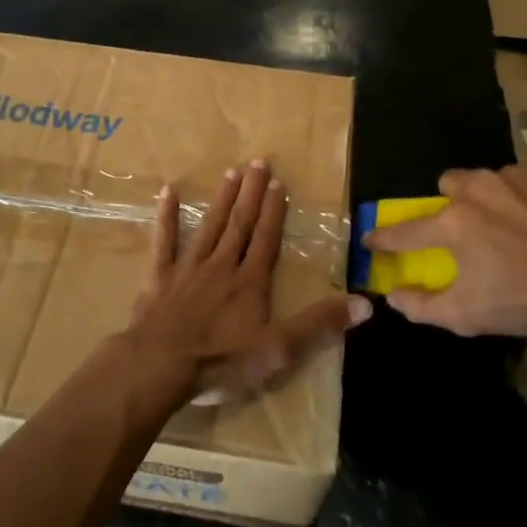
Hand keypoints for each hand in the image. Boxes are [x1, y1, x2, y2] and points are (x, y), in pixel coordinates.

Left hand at [123, 160, 370, 406]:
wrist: (160, 365)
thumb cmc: (221, 360)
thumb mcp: (279, 350)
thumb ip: (319, 324)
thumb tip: (366, 303)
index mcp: (250, 282)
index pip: (266, 240)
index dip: (274, 212)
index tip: (279, 183)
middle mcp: (221, 266)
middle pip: (239, 224)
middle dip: (251, 193)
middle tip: (258, 161)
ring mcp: (188, 268)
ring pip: (209, 226)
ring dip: (222, 199)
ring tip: (231, 172)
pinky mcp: (159, 277)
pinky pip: (164, 241)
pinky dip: (166, 216)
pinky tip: (166, 191)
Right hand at [362, 163, 526, 345]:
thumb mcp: (467, 316)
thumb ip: (421, 306)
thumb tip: (392, 296)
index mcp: (453, 224)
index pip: (404, 231)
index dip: (383, 238)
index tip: (370, 239)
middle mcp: (476, 190)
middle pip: (447, 185)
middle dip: (449, 205)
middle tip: (465, 232)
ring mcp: (514, 178)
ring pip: (484, 179)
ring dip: (485, 198)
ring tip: (507, 227)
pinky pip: (520, 181)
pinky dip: (520, 198)